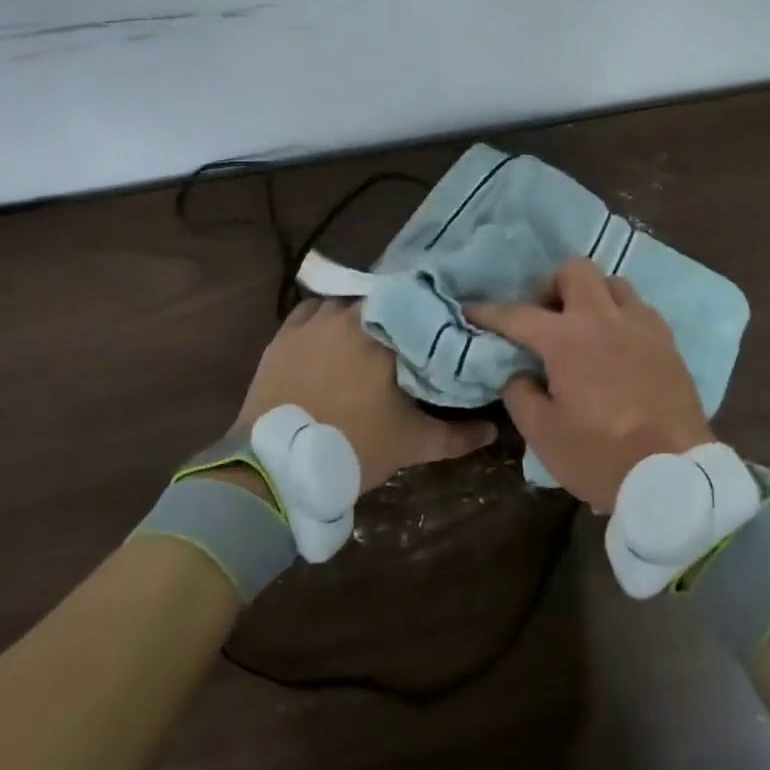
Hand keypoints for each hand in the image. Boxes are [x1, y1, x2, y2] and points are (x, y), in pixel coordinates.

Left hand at [235, 298, 494, 493]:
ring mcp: (314, 321)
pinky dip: (325, 318)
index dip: (431, 317)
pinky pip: (312, 311)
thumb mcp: (411, 444)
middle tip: (407, 335)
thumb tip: (493, 429)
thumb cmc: (352, 447)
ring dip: (361, 315)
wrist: (277, 465)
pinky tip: (331, 336)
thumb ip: (458, 436)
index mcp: (387, 334)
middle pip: (383, 303)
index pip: (420, 309)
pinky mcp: (284, 334)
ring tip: (370, 335)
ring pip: (347, 304)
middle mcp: (351, 315)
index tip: (442, 327)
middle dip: (397, 316)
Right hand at [466, 258, 712, 512]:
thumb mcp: (543, 434)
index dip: (490, 312)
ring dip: (592, 297)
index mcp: (567, 338)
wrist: (674, 475)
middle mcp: (604, 318)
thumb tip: (520, 374)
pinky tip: (618, 346)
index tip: (472, 310)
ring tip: (585, 330)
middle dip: (553, 285)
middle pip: (576, 271)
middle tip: (545, 317)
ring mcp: (642, 326)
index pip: (519, 314)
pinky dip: (622, 317)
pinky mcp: (668, 342)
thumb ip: (521, 395)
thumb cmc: (600, 455)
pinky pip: (640, 310)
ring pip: (613, 284)